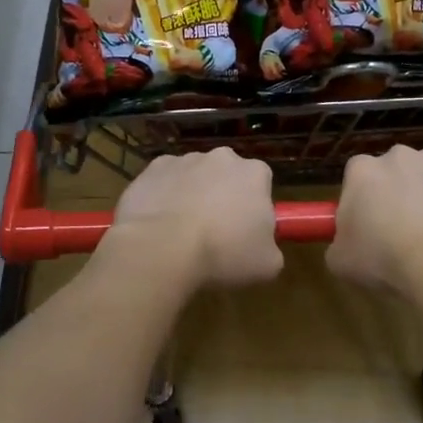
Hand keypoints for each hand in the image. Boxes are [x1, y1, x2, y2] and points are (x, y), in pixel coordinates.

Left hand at [102, 148, 283, 291]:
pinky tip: (158, 225)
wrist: (162, 248)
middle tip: (215, 233)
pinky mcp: (151, 170)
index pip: (261, 183)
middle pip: (226, 176)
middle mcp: (220, 157)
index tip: (246, 232)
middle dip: (223, 197)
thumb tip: (262, 248)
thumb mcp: (267, 264)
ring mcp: (183, 160)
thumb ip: (271, 248)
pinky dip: (163, 198)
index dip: (254, 207)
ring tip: (182, 233)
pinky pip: (163, 183)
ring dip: (192, 197)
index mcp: (254, 173)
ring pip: (193, 178)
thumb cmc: (224, 254)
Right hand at [326, 147, 422, 298]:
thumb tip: (347, 242)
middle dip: (395, 193)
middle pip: (393, 171)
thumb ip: (339, 242)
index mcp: (361, 171)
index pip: (356, 178)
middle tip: (400, 230)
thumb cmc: (383, 260)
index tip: (368, 226)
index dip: (362, 201)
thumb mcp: (340, 260)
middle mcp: (396, 155)